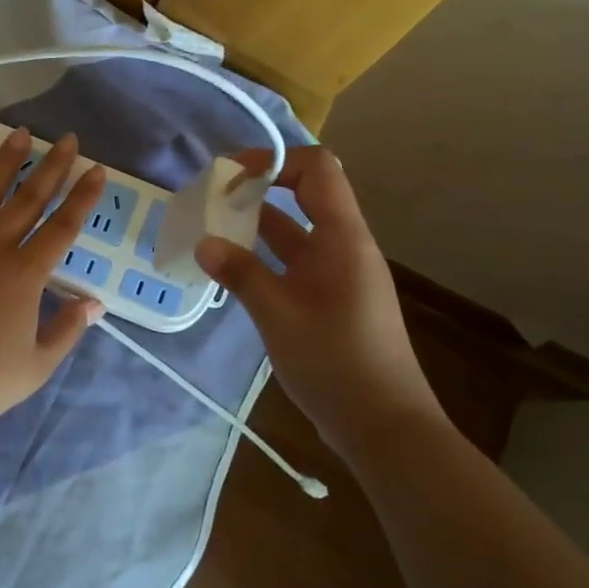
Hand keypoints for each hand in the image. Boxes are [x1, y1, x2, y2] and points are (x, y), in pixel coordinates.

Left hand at [0, 128, 106, 445]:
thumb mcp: (36, 366)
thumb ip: (67, 330)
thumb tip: (94, 303)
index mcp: (25, 273)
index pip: (64, 225)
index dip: (83, 196)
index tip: (96, 169)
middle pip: (29, 197)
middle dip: (53, 165)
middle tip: (67, 139)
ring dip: (6, 161)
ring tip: (20, 134)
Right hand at [195, 146, 440, 443]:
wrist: (384, 425)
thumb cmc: (335, 362)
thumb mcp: (279, 316)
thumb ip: (241, 274)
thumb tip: (204, 242)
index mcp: (343, 238)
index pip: (317, 170)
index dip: (275, 161)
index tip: (231, 177)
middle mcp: (344, 247)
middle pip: (306, 195)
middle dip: (259, 188)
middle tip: (213, 198)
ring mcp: (339, 274)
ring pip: (298, 231)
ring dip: (259, 224)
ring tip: (213, 227)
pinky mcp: (331, 299)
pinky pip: (296, 261)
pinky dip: (266, 255)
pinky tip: (234, 268)